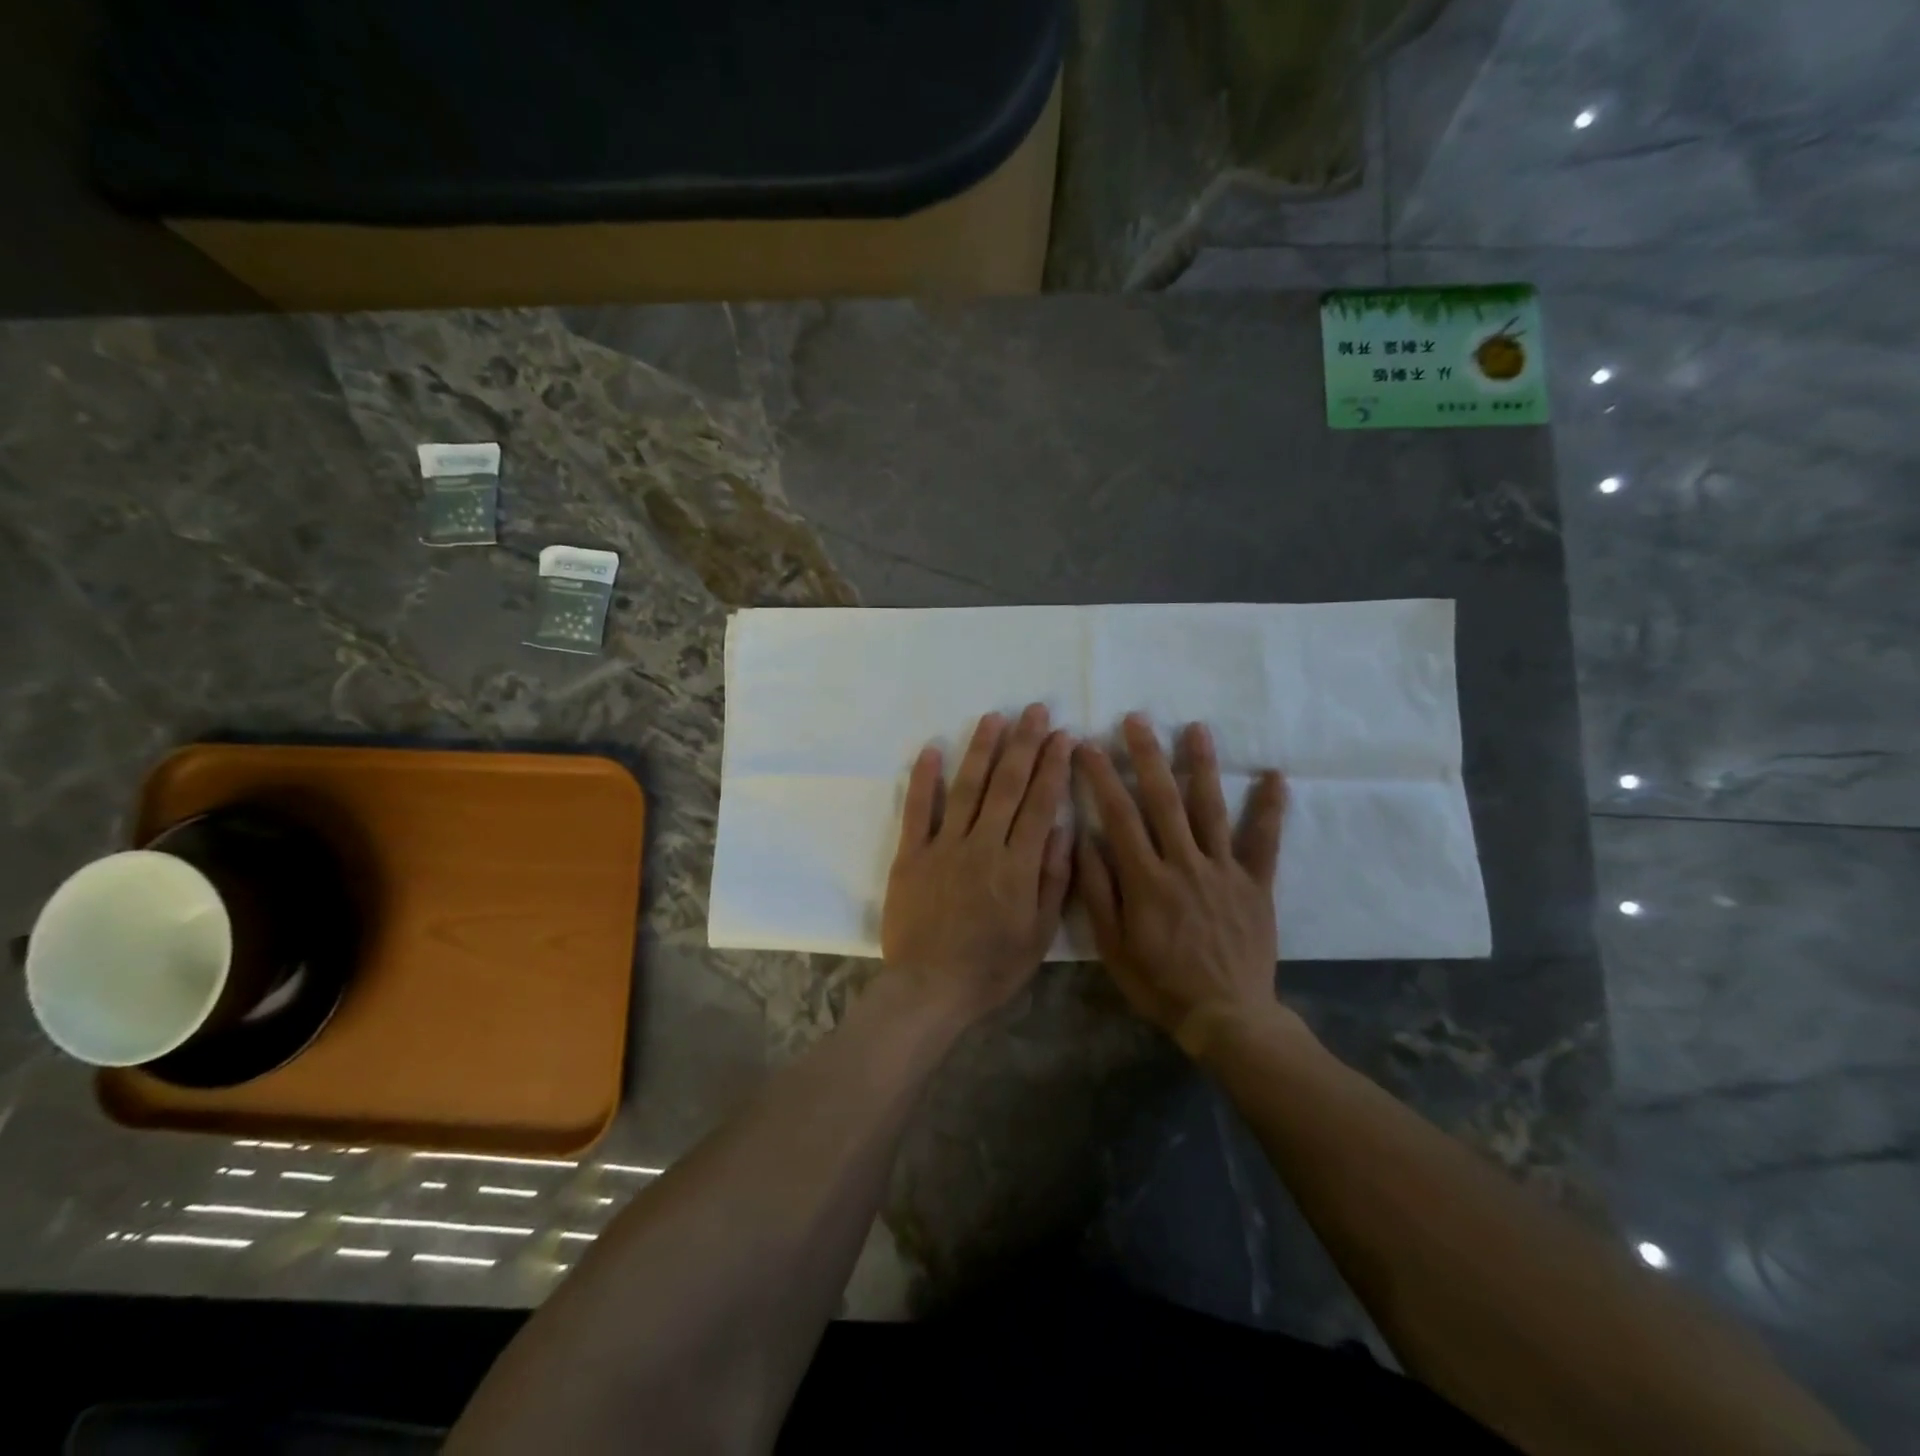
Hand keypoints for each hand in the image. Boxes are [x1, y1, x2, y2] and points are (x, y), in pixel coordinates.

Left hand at [882, 704, 1074, 1024]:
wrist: (930, 989)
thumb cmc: (991, 968)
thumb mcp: (1039, 934)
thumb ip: (1052, 879)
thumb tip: (1062, 828)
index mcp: (1018, 865)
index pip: (1040, 803)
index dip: (1053, 766)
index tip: (1063, 736)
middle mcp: (982, 845)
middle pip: (1006, 785)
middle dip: (1023, 744)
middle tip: (1034, 710)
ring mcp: (943, 846)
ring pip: (966, 788)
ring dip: (981, 749)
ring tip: (993, 717)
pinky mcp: (911, 855)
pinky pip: (917, 811)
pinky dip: (923, 779)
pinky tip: (930, 749)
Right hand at [1075, 715, 1287, 1055]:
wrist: (1226, 1017)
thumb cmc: (1160, 984)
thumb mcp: (1112, 947)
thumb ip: (1098, 891)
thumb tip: (1084, 839)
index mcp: (1146, 879)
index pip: (1118, 815)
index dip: (1100, 776)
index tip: (1086, 745)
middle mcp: (1185, 863)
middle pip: (1163, 800)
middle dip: (1147, 756)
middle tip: (1136, 719)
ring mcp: (1224, 871)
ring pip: (1211, 808)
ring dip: (1202, 765)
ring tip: (1197, 728)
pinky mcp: (1256, 884)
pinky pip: (1265, 841)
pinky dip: (1270, 808)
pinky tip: (1275, 775)